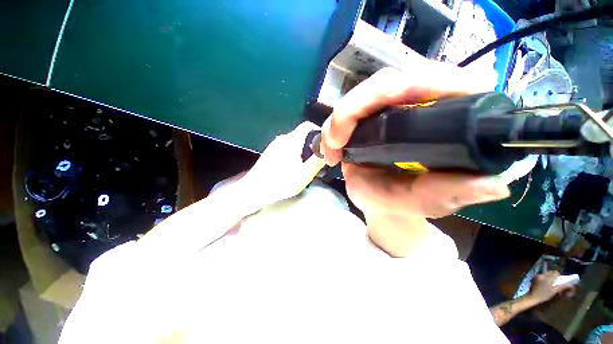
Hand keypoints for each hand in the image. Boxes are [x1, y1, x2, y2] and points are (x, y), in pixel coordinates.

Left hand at [244, 121, 324, 205]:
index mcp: (291, 141)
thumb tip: (326, 151)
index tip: (325, 144)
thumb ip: (317, 161)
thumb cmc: (280, 183)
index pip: (308, 125)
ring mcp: (274, 145)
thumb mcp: (304, 174)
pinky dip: (294, 155)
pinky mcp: (270, 153)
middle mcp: (282, 139)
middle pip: (302, 135)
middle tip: (317, 159)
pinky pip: (287, 149)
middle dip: (312, 145)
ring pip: (294, 143)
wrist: (253, 191)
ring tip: (306, 166)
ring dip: (303, 152)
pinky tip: (293, 169)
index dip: (319, 131)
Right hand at [318, 60, 506, 255]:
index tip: (384, 106)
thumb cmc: (401, 203)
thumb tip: (494, 186)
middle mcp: (420, 105)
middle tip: (337, 142)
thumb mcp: (421, 203)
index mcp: (451, 120)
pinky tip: (330, 151)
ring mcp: (389, 109)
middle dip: (356, 107)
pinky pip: (346, 110)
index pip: (442, 80)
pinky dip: (333, 127)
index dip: (415, 83)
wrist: (381, 204)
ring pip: (361, 95)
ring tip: (331, 152)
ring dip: (340, 120)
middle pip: (388, 82)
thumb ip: (446, 195)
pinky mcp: (368, 117)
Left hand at [528, 271, 575, 303]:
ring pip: (545, 273)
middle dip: (553, 275)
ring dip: (549, 276)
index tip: (559, 279)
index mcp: (548, 278)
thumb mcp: (554, 291)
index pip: (555, 272)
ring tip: (550, 282)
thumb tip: (569, 285)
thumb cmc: (544, 295)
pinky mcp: (534, 278)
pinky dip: (544, 277)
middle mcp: (543, 275)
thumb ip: (561, 287)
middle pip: (550, 272)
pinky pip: (541, 275)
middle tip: (555, 281)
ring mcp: (538, 276)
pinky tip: (545, 283)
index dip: (558, 275)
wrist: (533, 296)